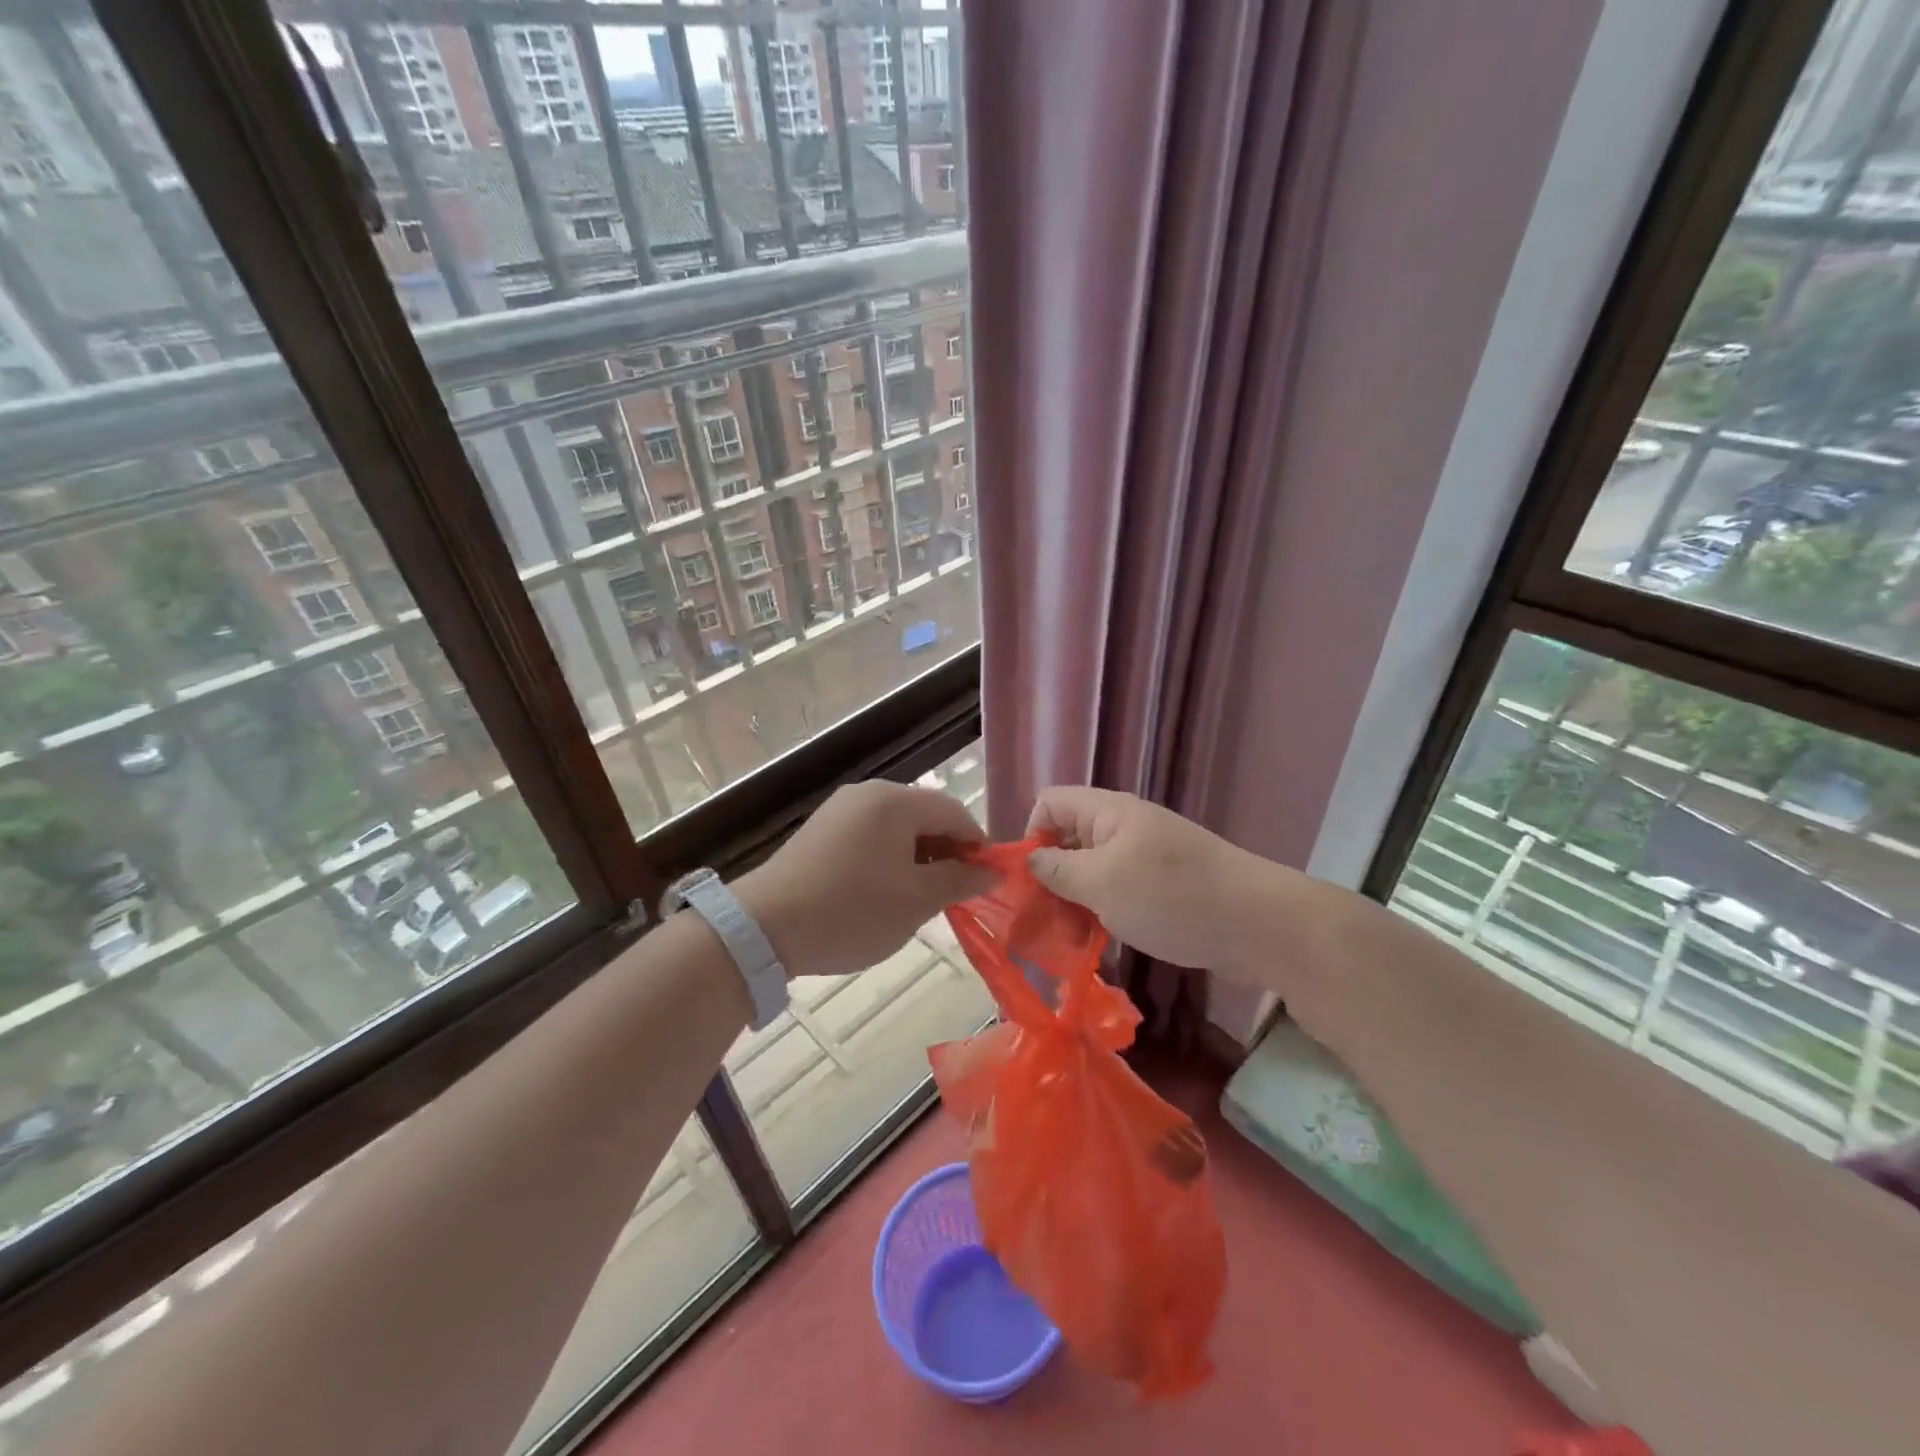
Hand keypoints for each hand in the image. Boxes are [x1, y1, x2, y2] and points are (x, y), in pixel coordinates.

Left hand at [736, 780, 991, 979]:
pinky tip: (884, 892)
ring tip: (920, 898)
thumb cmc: (851, 911)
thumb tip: (992, 871)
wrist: (763, 928)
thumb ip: (959, 881)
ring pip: (897, 828)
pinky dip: (889, 859)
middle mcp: (868, 794)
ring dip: (918, 858)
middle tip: (953, 894)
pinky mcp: (821, 830)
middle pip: (925, 815)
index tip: (985, 881)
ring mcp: (840, 810)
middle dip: (947, 852)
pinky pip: (870, 836)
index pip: (954, 812)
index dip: (977, 845)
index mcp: (895, 801)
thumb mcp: (915, 901)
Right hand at [1025, 786, 1266, 970]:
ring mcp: (1146, 858)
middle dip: (1052, 880)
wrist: (1259, 924)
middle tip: (1047, 924)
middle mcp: (1124, 828)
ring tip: (1076, 943)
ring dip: (1076, 904)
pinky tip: (1103, 945)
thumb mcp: (1102, 884)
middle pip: (1068, 840)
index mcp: (1108, 813)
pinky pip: (1118, 892)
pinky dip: (1104, 914)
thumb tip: (1030, 860)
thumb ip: (1057, 871)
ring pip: (1092, 872)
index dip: (1032, 835)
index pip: (1050, 803)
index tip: (1032, 881)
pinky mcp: (1163, 887)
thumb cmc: (1172, 897)